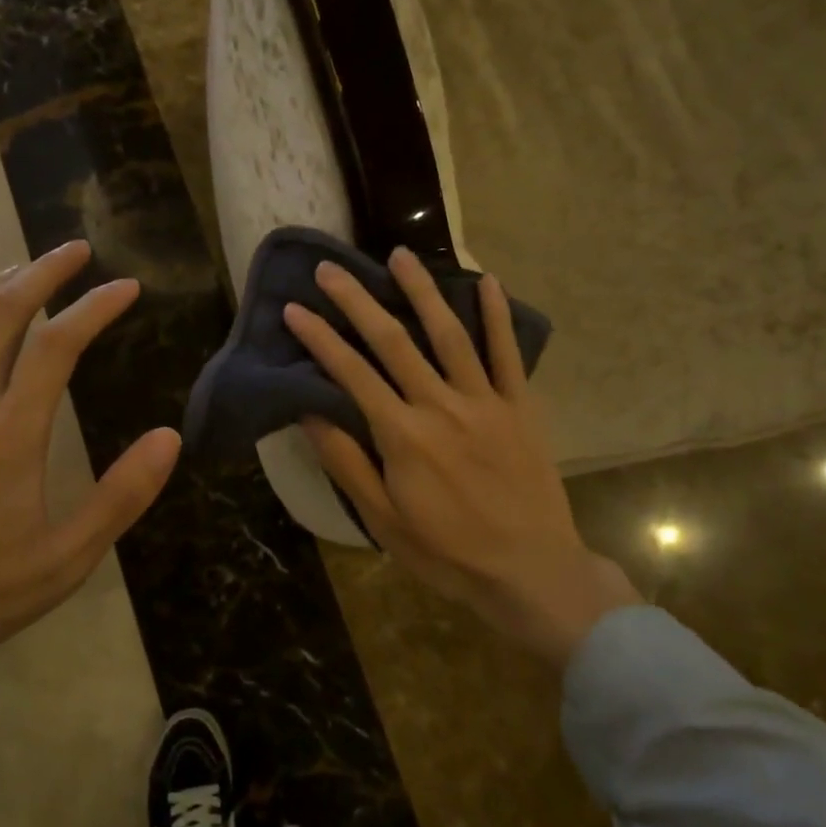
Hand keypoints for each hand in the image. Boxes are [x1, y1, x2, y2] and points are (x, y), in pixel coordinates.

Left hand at [0, 241, 181, 760]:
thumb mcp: (66, 560)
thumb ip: (121, 496)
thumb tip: (169, 437)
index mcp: (10, 435)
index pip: (57, 345)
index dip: (95, 306)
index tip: (126, 287)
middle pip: (1, 312)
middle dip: (43, 271)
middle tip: (76, 249)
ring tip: (26, 268)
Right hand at [284, 249, 639, 669]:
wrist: (531, 571)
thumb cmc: (447, 552)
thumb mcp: (383, 520)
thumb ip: (346, 464)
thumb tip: (311, 413)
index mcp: (402, 436)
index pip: (352, 373)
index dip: (320, 338)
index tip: (294, 308)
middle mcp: (441, 406)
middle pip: (394, 341)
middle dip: (358, 301)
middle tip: (331, 268)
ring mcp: (485, 401)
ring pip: (449, 334)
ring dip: (423, 291)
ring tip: (400, 255)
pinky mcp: (520, 406)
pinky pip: (508, 353)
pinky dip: (497, 315)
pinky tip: (487, 281)